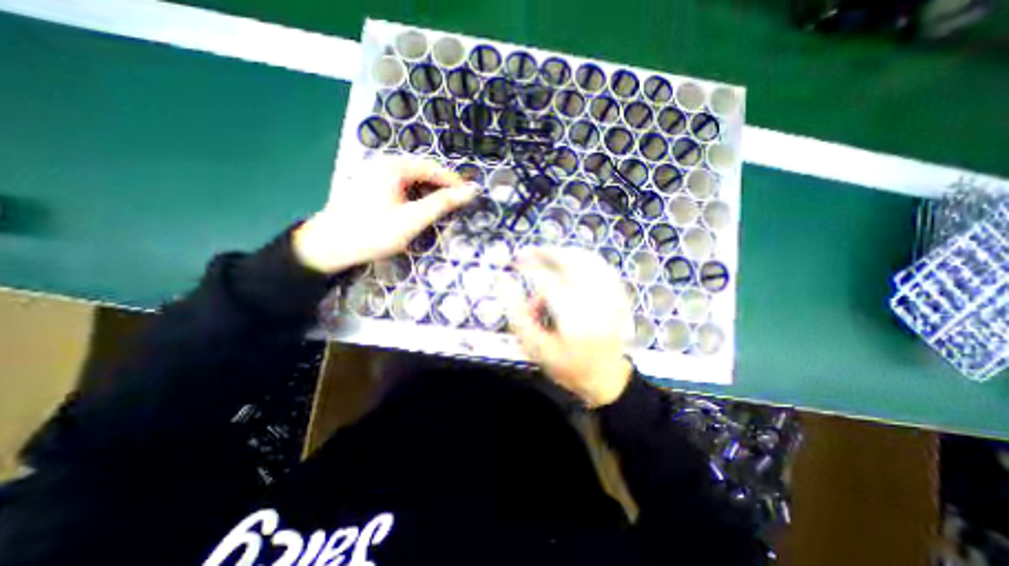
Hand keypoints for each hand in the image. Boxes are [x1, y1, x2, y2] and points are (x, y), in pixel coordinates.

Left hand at [295, 154, 477, 270]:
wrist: (328, 247)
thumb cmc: (372, 233)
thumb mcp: (412, 220)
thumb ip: (442, 204)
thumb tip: (469, 191)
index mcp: (394, 167)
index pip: (433, 168)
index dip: (453, 182)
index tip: (468, 196)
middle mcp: (383, 164)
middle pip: (421, 171)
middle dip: (441, 187)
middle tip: (455, 205)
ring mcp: (373, 174)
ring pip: (410, 179)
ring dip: (427, 192)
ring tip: (439, 209)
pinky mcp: (368, 186)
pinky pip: (399, 185)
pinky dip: (413, 195)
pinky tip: (416, 209)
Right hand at [510, 247, 633, 406]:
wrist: (606, 379)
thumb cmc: (567, 366)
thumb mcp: (535, 348)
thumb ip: (518, 315)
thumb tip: (504, 284)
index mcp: (575, 320)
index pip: (548, 282)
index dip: (530, 267)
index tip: (515, 260)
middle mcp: (597, 303)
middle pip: (572, 263)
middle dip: (548, 252)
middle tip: (529, 252)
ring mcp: (612, 297)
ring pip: (588, 260)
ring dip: (564, 253)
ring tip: (546, 255)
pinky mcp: (619, 296)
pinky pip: (601, 266)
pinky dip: (583, 259)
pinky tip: (570, 262)